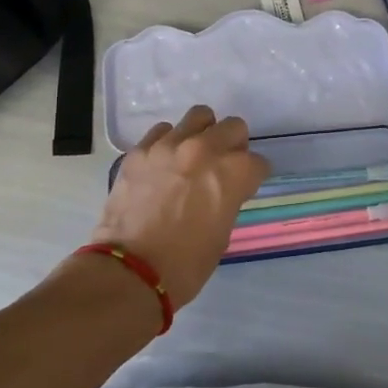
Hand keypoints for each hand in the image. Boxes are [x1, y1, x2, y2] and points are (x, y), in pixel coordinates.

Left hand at [89, 106, 269, 310]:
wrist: (130, 272)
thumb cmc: (186, 264)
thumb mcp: (222, 232)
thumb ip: (228, 198)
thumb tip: (222, 188)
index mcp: (233, 172)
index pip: (258, 162)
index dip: (252, 177)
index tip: (243, 188)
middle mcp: (206, 149)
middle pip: (234, 127)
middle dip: (234, 146)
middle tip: (222, 166)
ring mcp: (170, 145)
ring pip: (199, 116)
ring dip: (203, 133)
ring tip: (193, 154)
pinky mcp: (141, 150)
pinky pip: (163, 131)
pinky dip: (168, 142)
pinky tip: (164, 163)